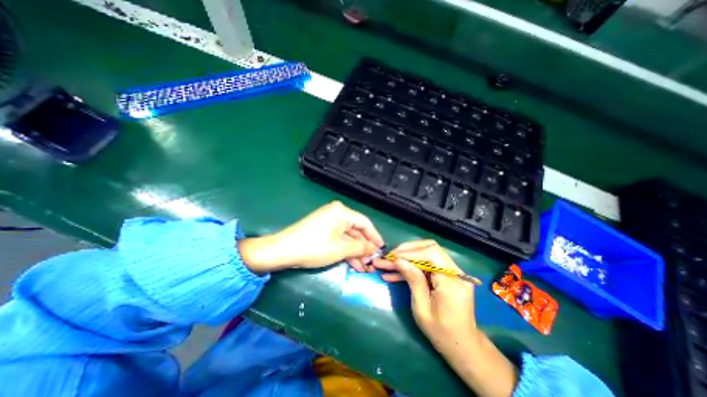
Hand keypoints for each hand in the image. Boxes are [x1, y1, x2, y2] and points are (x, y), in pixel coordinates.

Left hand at [239, 201, 384, 272]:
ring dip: (355, 252)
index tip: (382, 248)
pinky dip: (345, 251)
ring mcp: (328, 222)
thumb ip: (361, 248)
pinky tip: (353, 264)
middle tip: (372, 262)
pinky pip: (338, 239)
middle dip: (364, 248)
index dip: (375, 236)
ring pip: (347, 237)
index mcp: (341, 212)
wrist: (282, 251)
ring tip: (364, 267)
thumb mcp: (340, 249)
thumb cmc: (314, 247)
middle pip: (356, 230)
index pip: (364, 223)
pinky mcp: (322, 230)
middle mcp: (336, 213)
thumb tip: (374, 248)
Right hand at [372, 240, 476, 354]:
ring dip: (406, 257)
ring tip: (386, 264)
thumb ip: (413, 280)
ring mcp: (452, 272)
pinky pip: (427, 264)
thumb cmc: (441, 332)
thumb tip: (399, 260)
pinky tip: (394, 273)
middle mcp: (456, 272)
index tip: (392, 257)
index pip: (431, 254)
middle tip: (389, 257)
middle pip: (430, 248)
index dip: (410, 252)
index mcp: (452, 282)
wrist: (461, 344)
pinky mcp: (446, 274)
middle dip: (407, 250)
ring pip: (427, 253)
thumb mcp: (422, 308)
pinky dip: (411, 266)